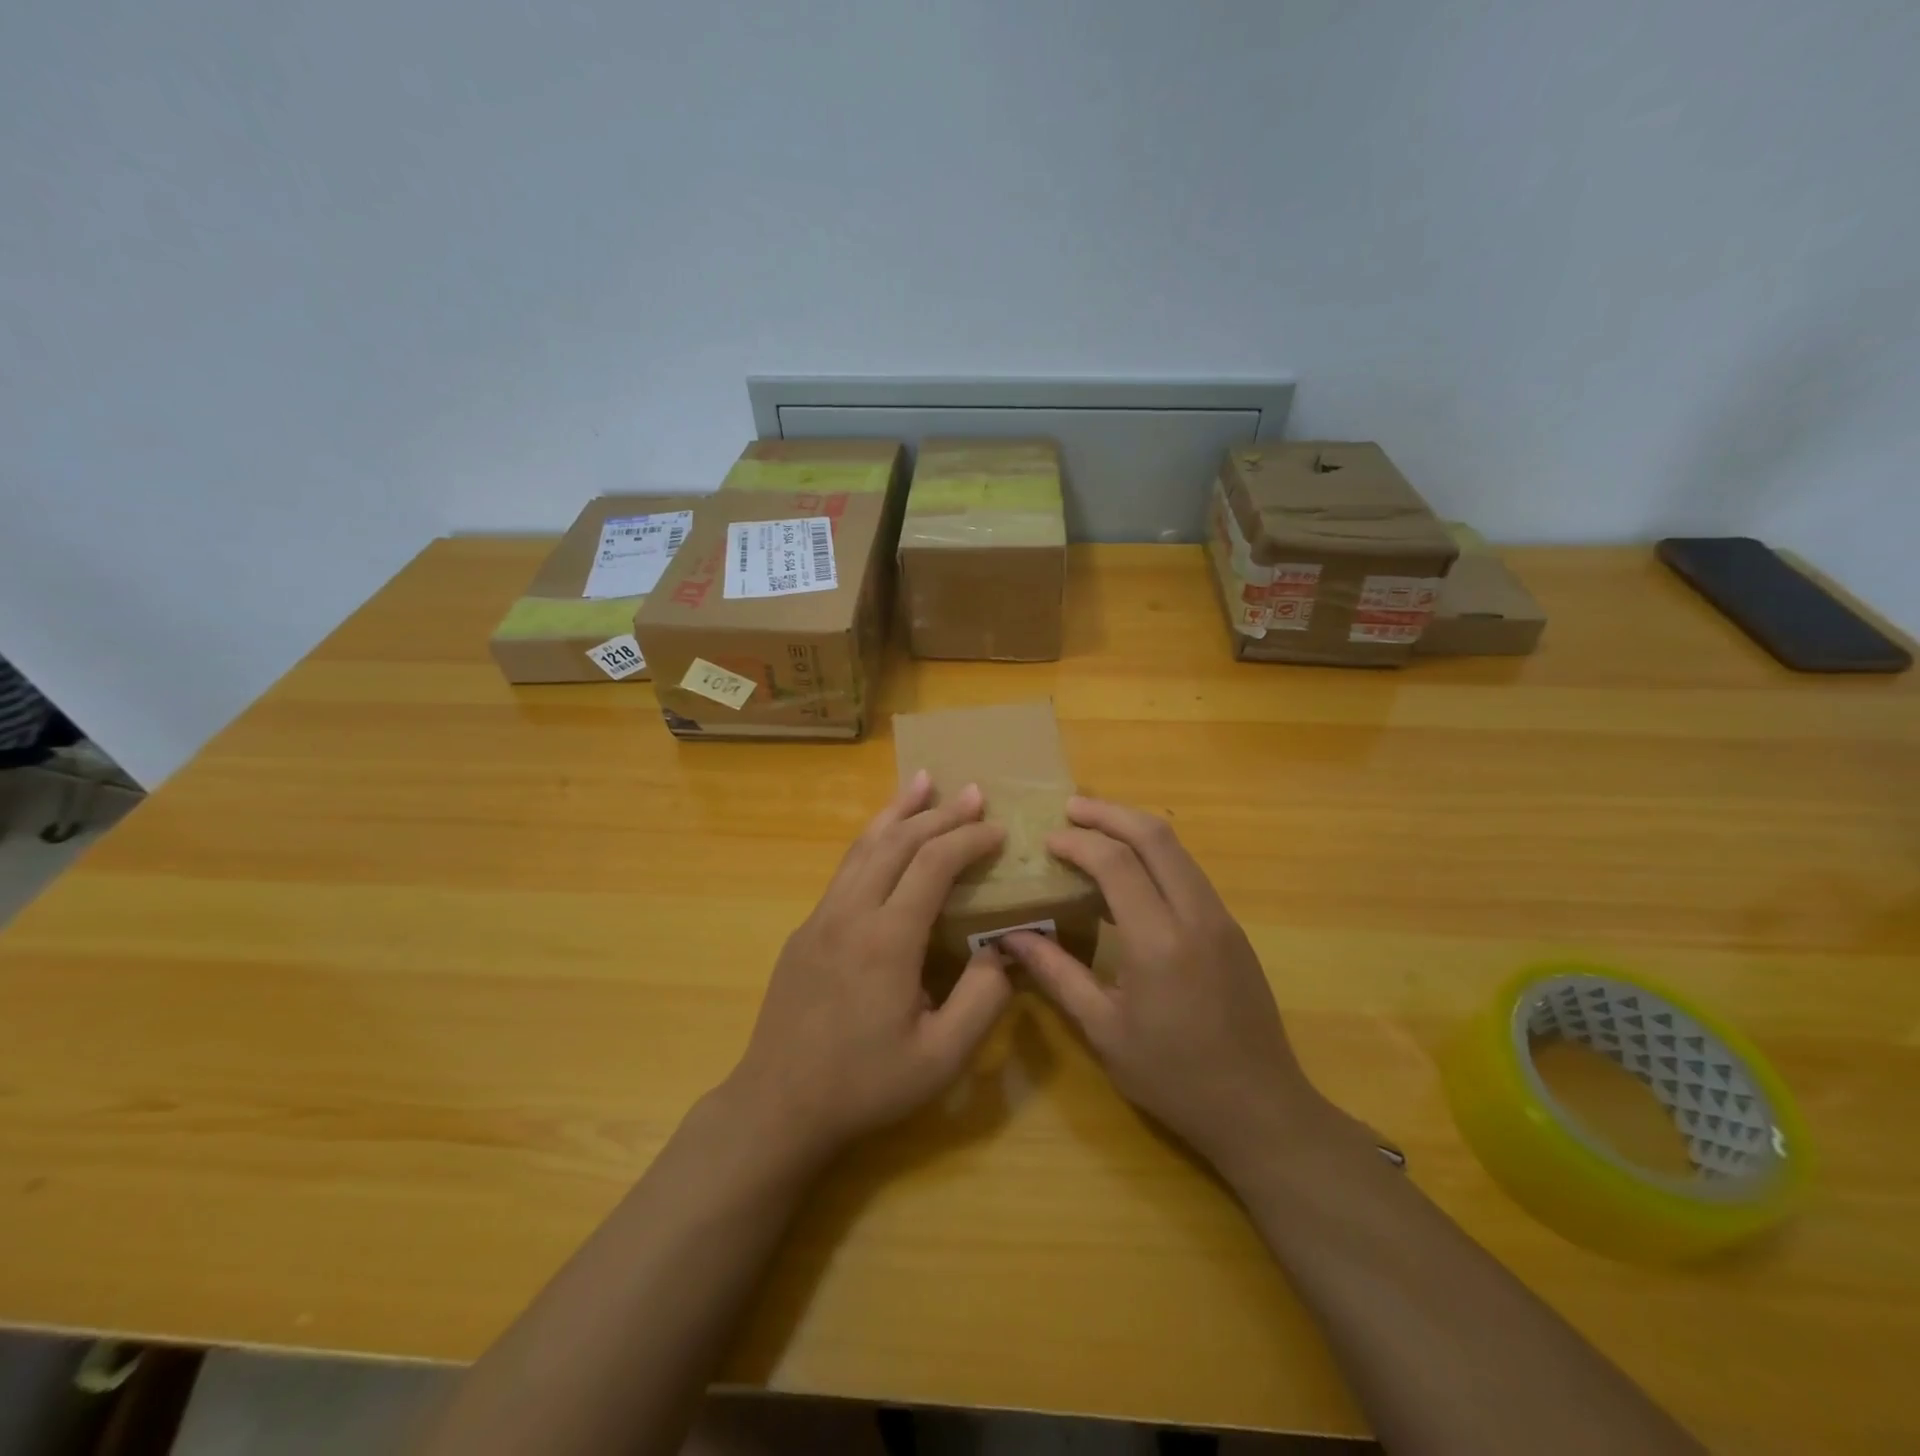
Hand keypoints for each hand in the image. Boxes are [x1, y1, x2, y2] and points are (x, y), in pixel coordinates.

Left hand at [726, 771, 1013, 1163]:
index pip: (933, 864)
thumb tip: (1009, 946)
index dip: (968, 839)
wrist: (778, 1104)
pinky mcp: (805, 929)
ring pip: (863, 846)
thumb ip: (983, 998)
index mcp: (887, 939)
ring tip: (923, 782)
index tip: (998, 831)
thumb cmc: (865, 1084)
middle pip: (898, 842)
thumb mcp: (941, 1057)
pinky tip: (884, 838)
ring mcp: (821, 917)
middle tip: (972, 793)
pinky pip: (845, 869)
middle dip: (939, 813)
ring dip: (898, 812)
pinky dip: (873, 840)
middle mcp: (851, 913)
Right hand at [1002, 797, 1326, 1178]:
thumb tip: (1010, 936)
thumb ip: (1056, 974)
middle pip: (1155, 836)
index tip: (1048, 841)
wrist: (1261, 1109)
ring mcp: (1221, 918)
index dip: (1078, 842)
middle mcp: (1195, 915)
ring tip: (1096, 828)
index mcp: (1158, 942)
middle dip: (1110, 813)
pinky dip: (1156, 855)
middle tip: (1071, 808)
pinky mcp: (1233, 929)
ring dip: (1135, 828)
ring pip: (1178, 849)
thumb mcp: (1103, 1031)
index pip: (1116, 863)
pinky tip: (1131, 871)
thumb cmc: (1173, 1077)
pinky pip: (1189, 872)